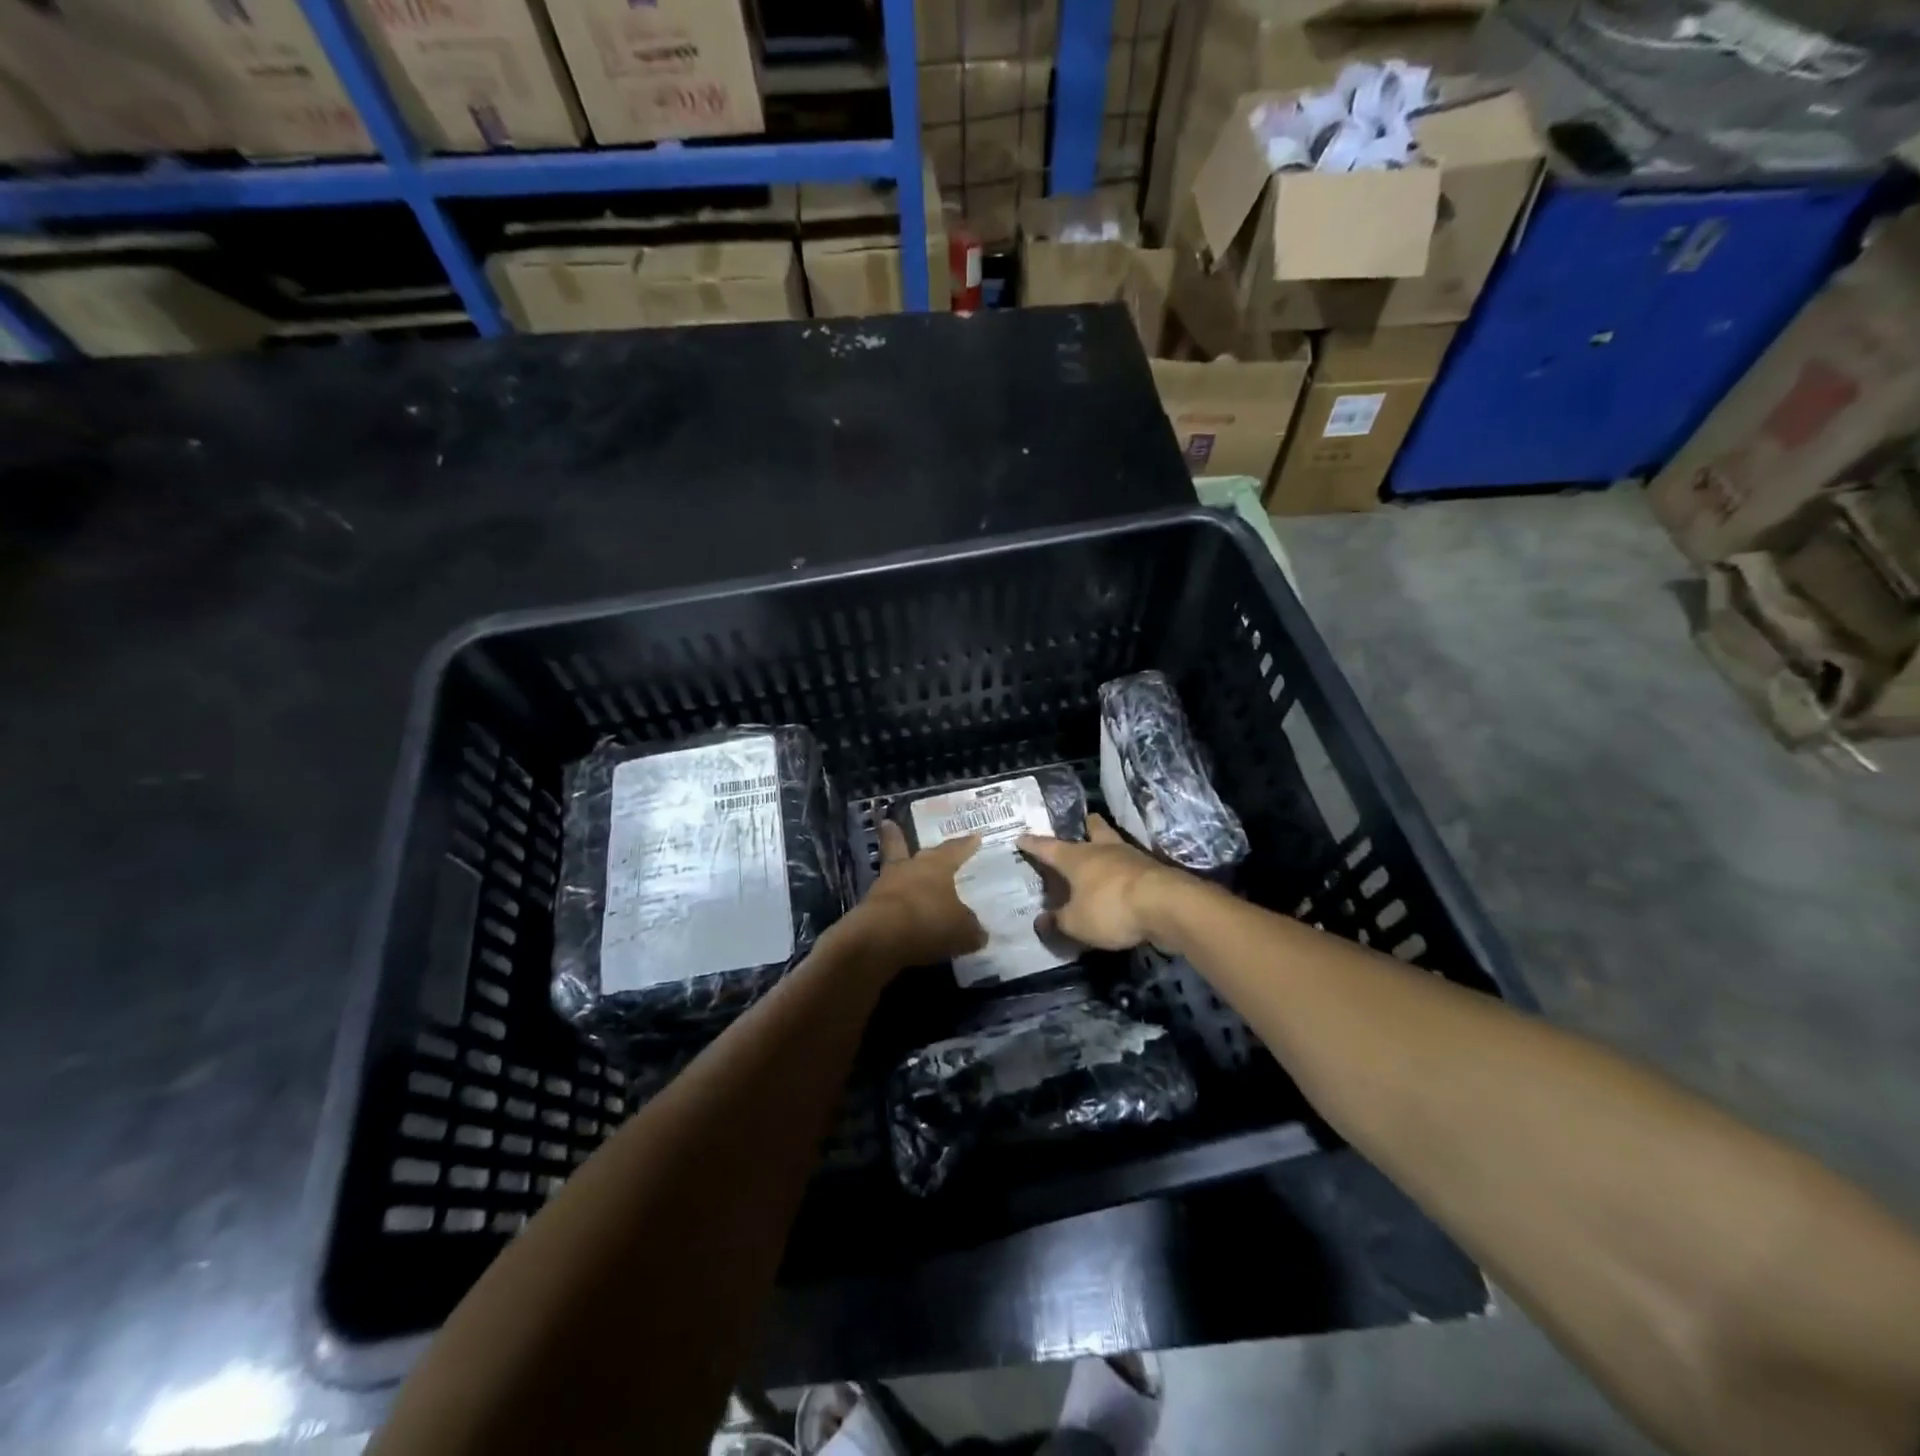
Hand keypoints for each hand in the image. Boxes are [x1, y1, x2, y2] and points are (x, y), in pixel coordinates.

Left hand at [841, 821, 986, 971]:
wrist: (880, 939)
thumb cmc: (929, 922)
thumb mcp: (963, 930)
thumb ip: (971, 929)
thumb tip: (978, 932)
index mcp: (936, 865)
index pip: (955, 850)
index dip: (966, 845)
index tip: (974, 836)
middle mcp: (909, 868)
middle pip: (903, 847)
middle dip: (899, 837)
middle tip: (890, 824)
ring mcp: (885, 885)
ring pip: (891, 872)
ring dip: (896, 873)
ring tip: (899, 874)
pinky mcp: (868, 907)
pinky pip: (885, 901)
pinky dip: (892, 905)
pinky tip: (898, 914)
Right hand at [1017, 814, 1182, 950]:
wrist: (1167, 905)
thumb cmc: (1111, 908)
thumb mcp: (1076, 923)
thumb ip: (1058, 921)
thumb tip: (1040, 921)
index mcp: (1077, 858)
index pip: (1048, 847)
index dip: (1033, 844)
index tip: (1021, 837)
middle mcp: (1103, 850)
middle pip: (1093, 829)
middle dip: (1085, 827)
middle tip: (1081, 827)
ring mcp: (1132, 857)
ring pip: (1115, 844)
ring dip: (1108, 848)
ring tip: (1102, 856)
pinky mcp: (1154, 871)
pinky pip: (1133, 866)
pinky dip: (1125, 871)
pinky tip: (1123, 881)